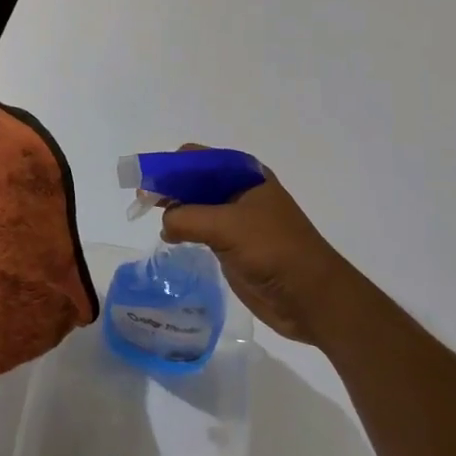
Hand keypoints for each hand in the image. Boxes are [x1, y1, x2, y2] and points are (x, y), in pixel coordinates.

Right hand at [161, 156, 353, 343]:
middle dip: (167, 186)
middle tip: (141, 202)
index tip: (144, 182)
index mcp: (243, 173)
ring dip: (173, 208)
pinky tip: (170, 238)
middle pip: (193, 179)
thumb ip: (188, 218)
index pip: (195, 158)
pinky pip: (200, 228)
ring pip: (194, 204)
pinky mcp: (233, 244)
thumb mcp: (227, 226)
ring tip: (149, 218)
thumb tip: (165, 223)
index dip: (168, 167)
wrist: (313, 298)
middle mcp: (238, 190)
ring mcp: (236, 218)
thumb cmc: (275, 251)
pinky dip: (183, 229)